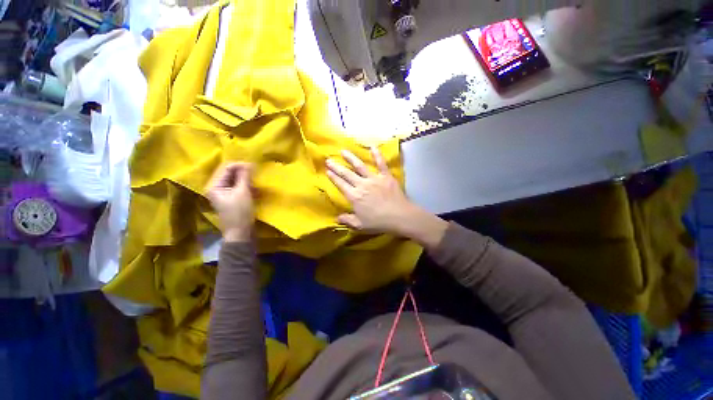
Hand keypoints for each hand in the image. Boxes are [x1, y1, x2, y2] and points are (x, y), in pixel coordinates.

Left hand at [206, 163, 254, 241]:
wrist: (240, 232)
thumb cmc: (240, 212)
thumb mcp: (243, 192)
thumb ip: (244, 177)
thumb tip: (248, 164)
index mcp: (214, 185)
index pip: (226, 168)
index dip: (240, 165)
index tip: (254, 166)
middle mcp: (216, 187)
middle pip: (229, 173)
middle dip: (243, 171)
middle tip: (256, 172)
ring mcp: (223, 192)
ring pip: (234, 179)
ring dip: (245, 178)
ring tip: (256, 180)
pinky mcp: (230, 197)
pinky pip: (237, 186)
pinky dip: (246, 184)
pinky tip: (254, 187)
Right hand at [326, 148, 447, 249]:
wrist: (399, 216)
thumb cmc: (379, 222)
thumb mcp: (360, 225)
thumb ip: (347, 220)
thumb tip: (336, 218)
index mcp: (354, 196)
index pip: (341, 185)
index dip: (333, 177)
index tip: (327, 171)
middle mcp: (362, 185)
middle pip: (346, 174)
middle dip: (336, 166)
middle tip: (329, 160)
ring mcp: (374, 179)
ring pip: (360, 166)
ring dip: (351, 158)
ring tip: (343, 151)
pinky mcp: (386, 176)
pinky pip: (381, 163)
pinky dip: (377, 155)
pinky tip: (373, 147)